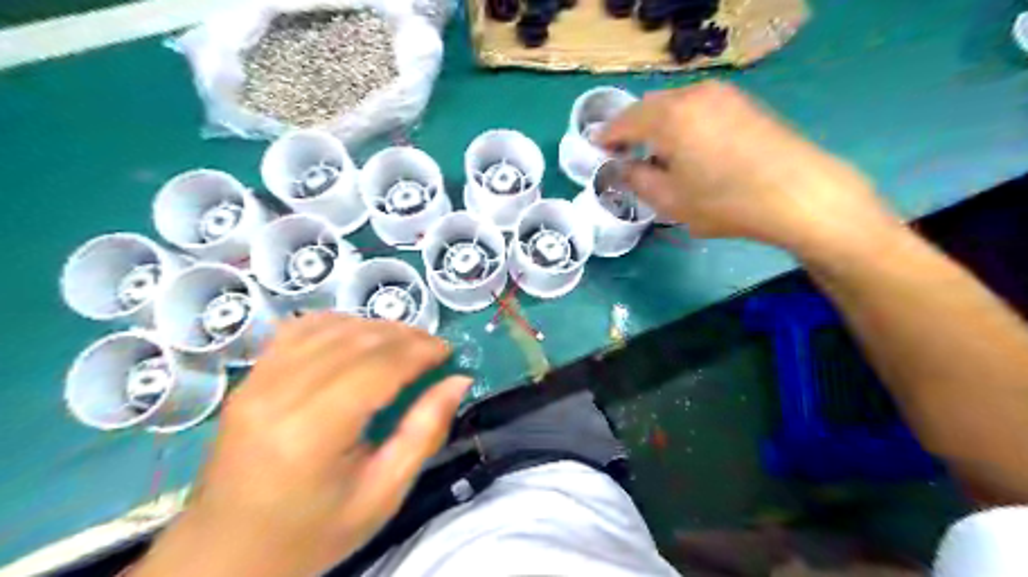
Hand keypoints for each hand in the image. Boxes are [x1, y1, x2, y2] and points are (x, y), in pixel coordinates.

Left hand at [137, 314, 473, 576]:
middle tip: (433, 348)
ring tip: (404, 343)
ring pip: (329, 327)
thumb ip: (425, 433)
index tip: (448, 352)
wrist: (224, 555)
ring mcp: (256, 383)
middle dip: (404, 336)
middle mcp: (278, 396)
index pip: (377, 368)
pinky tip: (358, 337)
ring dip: (375, 327)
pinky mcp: (248, 379)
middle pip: (355, 341)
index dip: (419, 352)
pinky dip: (338, 324)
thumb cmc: (312, 534)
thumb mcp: (383, 496)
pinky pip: (299, 330)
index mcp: (312, 434)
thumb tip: (458, 381)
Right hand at [600, 78, 901, 259]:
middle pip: (649, 108)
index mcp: (669, 118)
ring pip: (674, 105)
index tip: (597, 151)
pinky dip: (682, 124)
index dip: (607, 137)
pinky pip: (698, 107)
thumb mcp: (670, 201)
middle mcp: (693, 96)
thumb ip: (636, 180)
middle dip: (632, 130)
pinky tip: (689, 149)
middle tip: (624, 155)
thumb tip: (621, 168)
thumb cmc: (726, 202)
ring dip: (658, 127)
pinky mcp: (743, 103)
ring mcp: (722, 95)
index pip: (625, 121)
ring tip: (657, 156)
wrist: (799, 194)